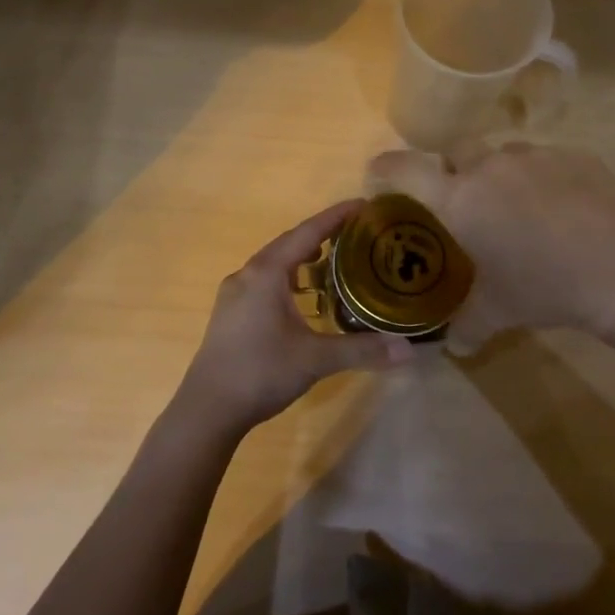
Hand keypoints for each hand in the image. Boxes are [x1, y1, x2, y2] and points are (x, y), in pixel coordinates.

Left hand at [173, 200, 413, 437]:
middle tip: (356, 233)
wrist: (207, 409)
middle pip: (289, 244)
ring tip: (334, 261)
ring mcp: (235, 295)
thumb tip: (408, 350)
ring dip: (303, 259)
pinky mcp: (231, 314)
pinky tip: (304, 297)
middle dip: (322, 235)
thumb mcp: (315, 358)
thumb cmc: (260, 372)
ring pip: (275, 264)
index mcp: (266, 273)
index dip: (336, 217)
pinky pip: (265, 282)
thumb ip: (362, 349)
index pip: (307, 233)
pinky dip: (289, 279)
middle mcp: (247, 275)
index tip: (363, 205)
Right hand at [367, 143, 614, 351]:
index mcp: (459, 199)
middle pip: (456, 150)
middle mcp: (490, 167)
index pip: (406, 170)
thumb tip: (452, 347)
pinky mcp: (575, 156)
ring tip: (520, 206)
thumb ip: (465, 326)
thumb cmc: (543, 287)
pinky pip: (547, 160)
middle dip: (453, 168)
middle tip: (464, 199)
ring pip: (504, 153)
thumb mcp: (497, 313)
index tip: (378, 173)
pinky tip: (564, 208)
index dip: (386, 168)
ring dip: (501, 173)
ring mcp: (535, 156)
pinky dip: (544, 178)